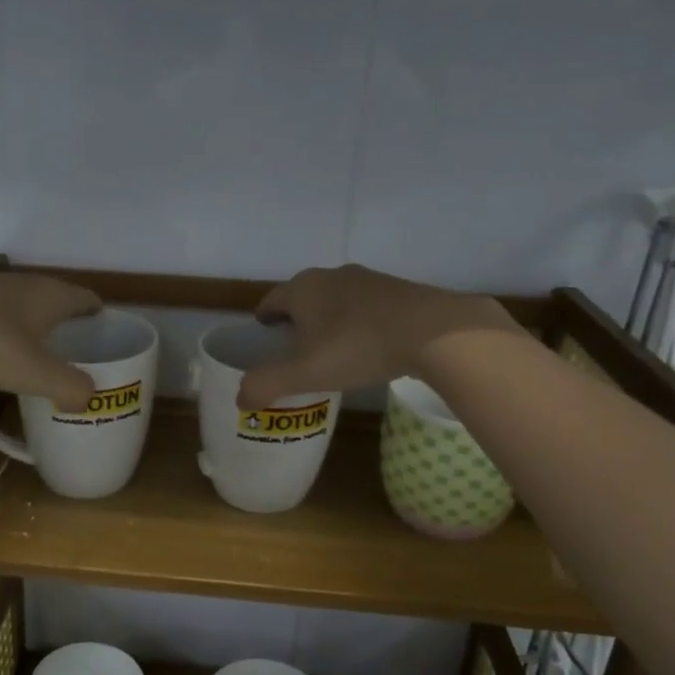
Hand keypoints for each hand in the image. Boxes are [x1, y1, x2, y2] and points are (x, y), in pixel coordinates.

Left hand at [0, 268, 101, 411]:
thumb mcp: (36, 373)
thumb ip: (70, 387)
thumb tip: (89, 397)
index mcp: (52, 296)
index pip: (88, 300)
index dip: (99, 317)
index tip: (104, 337)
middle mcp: (26, 282)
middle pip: (56, 299)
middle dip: (66, 323)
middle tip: (71, 352)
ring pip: (22, 303)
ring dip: (32, 323)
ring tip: (33, 351)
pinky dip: (1, 325)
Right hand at [237, 265, 521, 408]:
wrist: (434, 332)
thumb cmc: (358, 347)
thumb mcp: (304, 373)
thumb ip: (266, 385)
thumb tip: (240, 398)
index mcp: (302, 288)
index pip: (271, 300)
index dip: (263, 319)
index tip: (263, 336)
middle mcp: (331, 276)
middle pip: (303, 297)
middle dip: (295, 319)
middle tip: (294, 349)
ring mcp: (368, 279)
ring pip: (336, 299)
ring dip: (328, 320)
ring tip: (331, 349)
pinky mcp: (398, 290)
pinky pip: (366, 306)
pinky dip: (358, 322)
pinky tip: (368, 345)